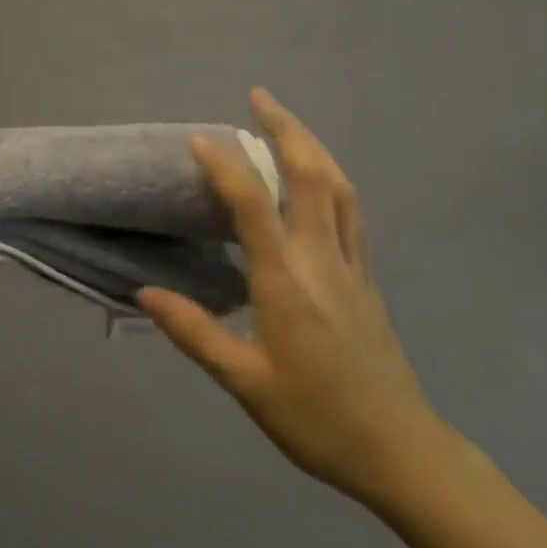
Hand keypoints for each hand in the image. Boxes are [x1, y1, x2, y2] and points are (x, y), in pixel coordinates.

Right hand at [138, 89, 451, 507]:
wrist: (400, 451)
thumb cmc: (316, 420)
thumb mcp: (246, 383)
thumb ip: (196, 332)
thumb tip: (146, 294)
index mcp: (288, 283)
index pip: (255, 207)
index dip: (226, 167)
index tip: (199, 137)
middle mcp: (323, 261)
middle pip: (312, 177)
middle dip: (286, 130)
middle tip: (259, 97)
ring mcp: (353, 267)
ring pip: (340, 188)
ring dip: (314, 146)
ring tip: (287, 123)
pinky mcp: (367, 279)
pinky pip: (352, 212)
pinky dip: (332, 180)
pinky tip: (319, 179)